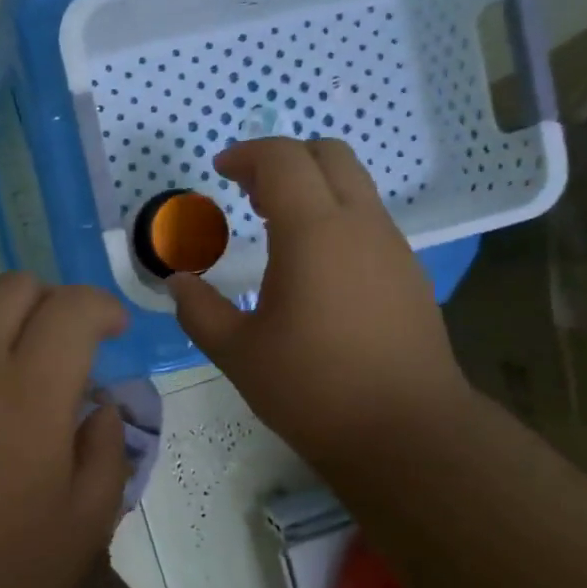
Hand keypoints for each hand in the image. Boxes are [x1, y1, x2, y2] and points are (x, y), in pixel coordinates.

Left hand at [0, 274, 130, 587]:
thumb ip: (107, 455)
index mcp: (29, 393)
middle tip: (60, 351)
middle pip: (18, 287)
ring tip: (1, 358)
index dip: (102, 308)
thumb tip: (102, 406)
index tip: (111, 332)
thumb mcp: (81, 532)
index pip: (74, 307)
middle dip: (53, 307)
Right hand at [169, 138, 474, 473]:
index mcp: (314, 232)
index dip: (247, 154)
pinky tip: (315, 266)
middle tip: (248, 192)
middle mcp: (360, 224)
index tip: (220, 171)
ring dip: (312, 187)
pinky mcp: (409, 273)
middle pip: (328, 154)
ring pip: (354, 185)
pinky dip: (336, 217)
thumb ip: (199, 310)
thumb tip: (177, 283)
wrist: (406, 433)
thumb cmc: (313, 390)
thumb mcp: (238, 353)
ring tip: (276, 227)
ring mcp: (392, 247)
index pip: (283, 159)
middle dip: (283, 158)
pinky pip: (369, 220)